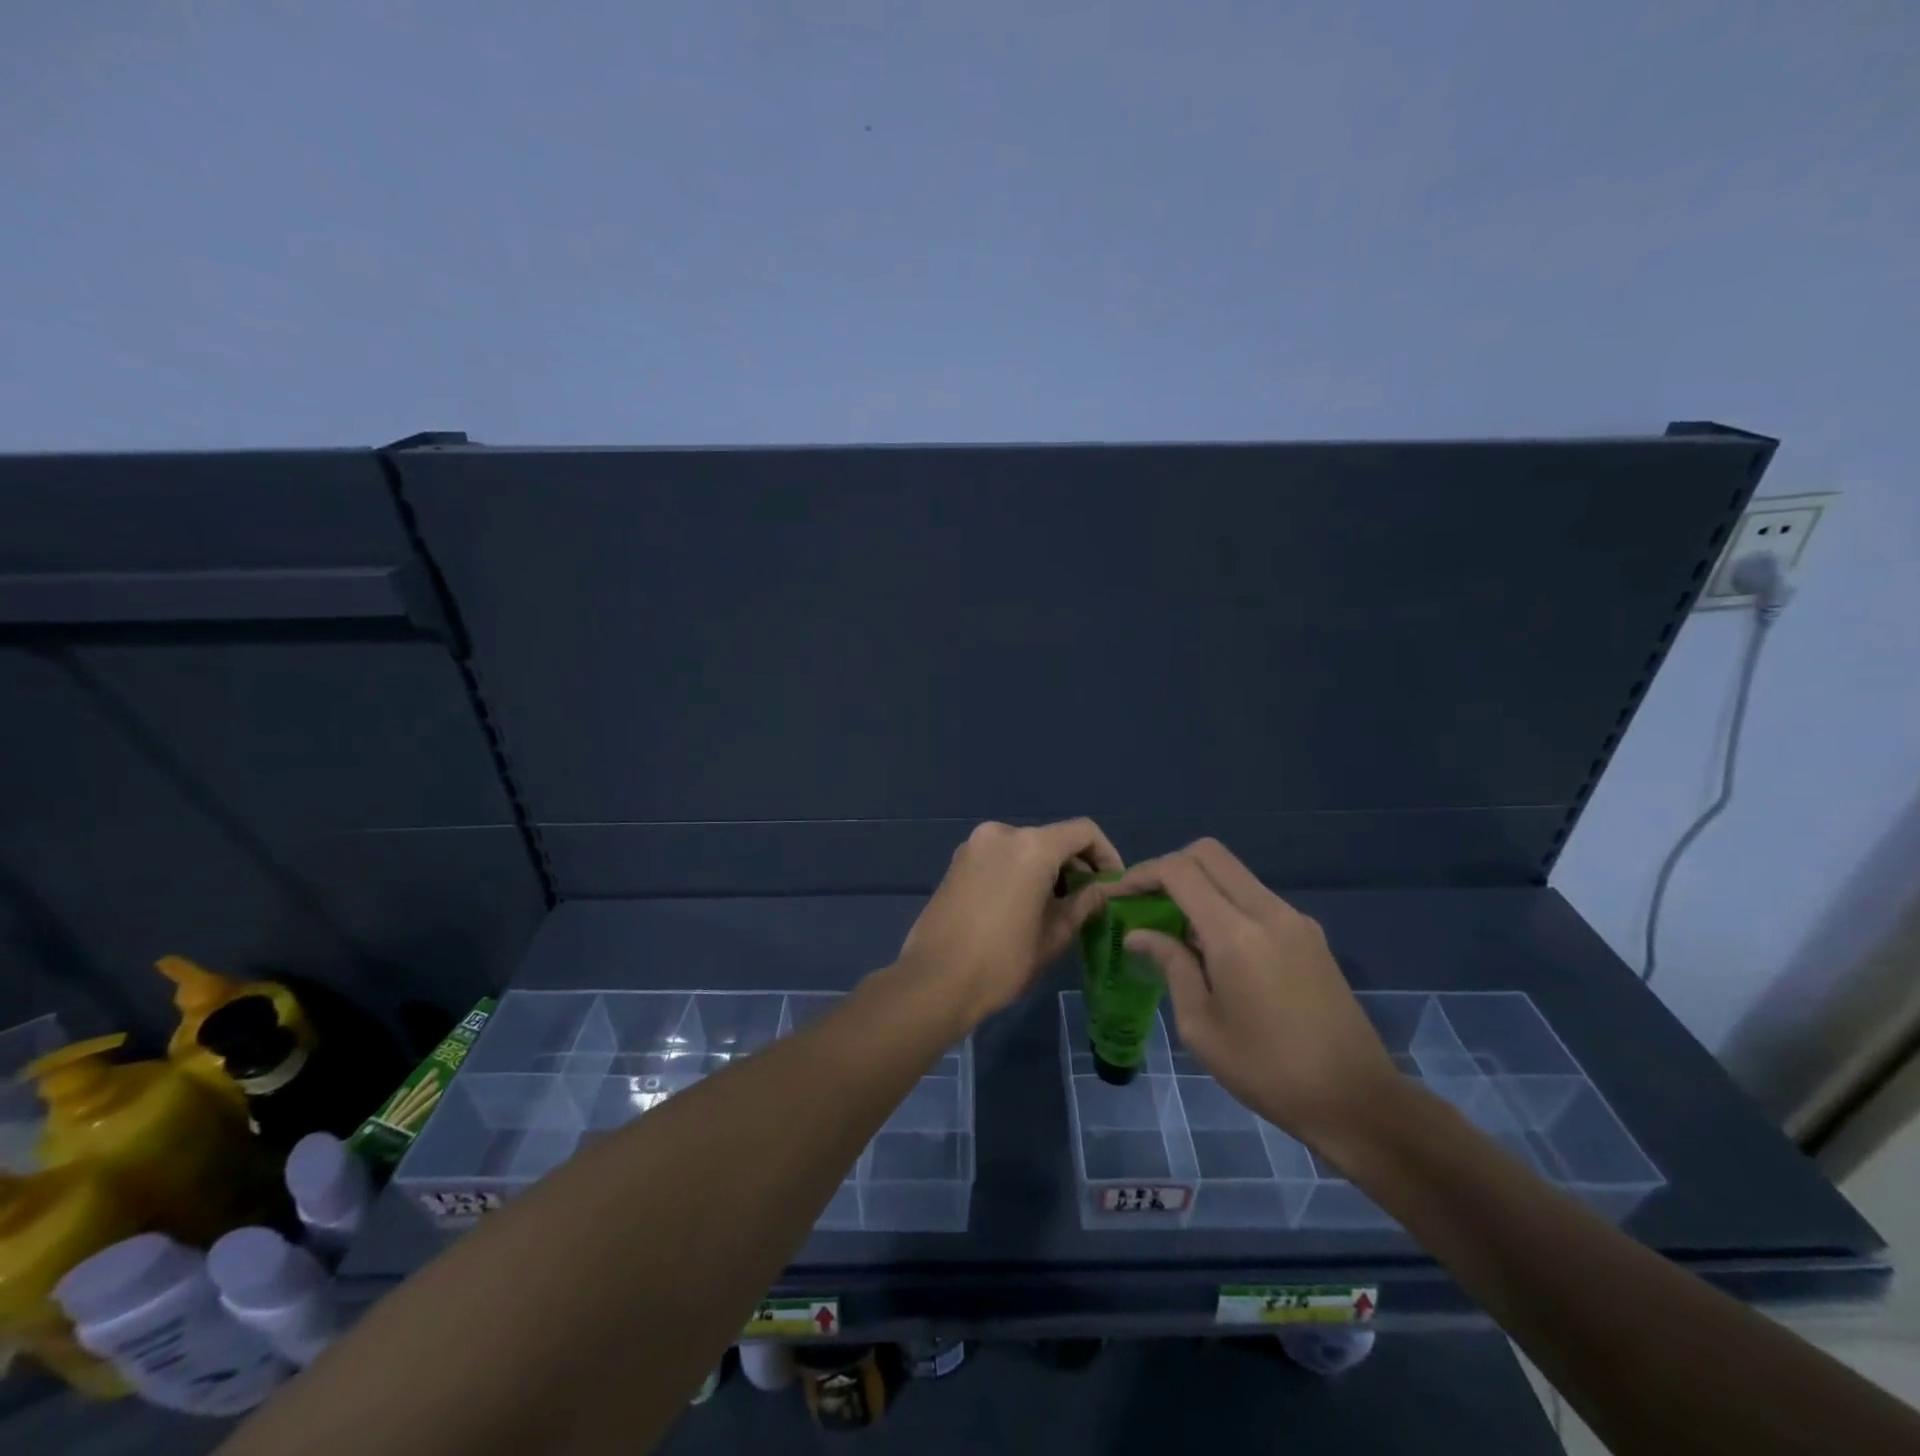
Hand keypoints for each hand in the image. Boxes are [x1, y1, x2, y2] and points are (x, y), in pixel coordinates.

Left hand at [898, 819, 1122, 1027]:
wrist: (934, 981)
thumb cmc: (1002, 961)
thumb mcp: (1053, 935)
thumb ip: (1083, 904)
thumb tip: (1101, 890)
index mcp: (1031, 846)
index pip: (1083, 832)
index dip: (1106, 854)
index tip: (1112, 884)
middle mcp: (1001, 834)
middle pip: (1052, 839)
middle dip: (1074, 866)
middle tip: (1086, 902)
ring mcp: (973, 846)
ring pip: (1024, 848)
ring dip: (1046, 870)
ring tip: (1055, 909)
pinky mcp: (956, 862)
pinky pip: (1000, 858)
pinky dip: (1019, 872)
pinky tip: (1022, 907)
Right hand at [1110, 840, 1400, 1153]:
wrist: (1357, 1101)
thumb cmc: (1268, 1071)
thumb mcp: (1201, 1027)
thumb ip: (1170, 966)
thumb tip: (1138, 934)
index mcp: (1236, 934)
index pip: (1180, 871)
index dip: (1142, 874)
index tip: (1119, 895)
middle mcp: (1268, 912)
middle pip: (1209, 854)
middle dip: (1170, 867)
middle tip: (1146, 900)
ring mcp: (1295, 919)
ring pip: (1234, 873)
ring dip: (1199, 885)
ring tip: (1175, 929)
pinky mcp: (1310, 934)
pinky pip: (1255, 898)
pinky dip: (1225, 903)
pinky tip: (1215, 948)